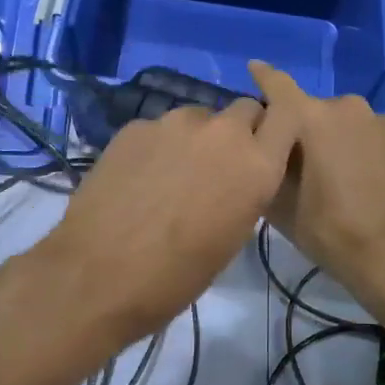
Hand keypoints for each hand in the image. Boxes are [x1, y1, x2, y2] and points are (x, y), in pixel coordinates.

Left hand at [31, 93, 296, 346]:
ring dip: (197, 138)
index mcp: (256, 165)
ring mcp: (175, 123)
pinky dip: (158, 147)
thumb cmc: (176, 276)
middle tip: (218, 165)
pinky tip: (138, 179)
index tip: (269, 141)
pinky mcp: (136, 126)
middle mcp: (223, 133)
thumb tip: (234, 176)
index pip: (288, 114)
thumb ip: (244, 190)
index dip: (280, 124)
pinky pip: (160, 128)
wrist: (96, 275)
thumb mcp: (231, 237)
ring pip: (200, 117)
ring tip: (171, 176)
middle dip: (239, 130)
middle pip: (244, 109)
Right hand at [248, 62, 384, 323]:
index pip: (279, 85)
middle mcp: (348, 108)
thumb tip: (264, 148)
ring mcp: (382, 122)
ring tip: (340, 178)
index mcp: (312, 118)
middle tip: (301, 165)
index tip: (253, 68)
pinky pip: (374, 137)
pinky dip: (365, 151)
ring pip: (348, 124)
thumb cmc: (333, 231)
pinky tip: (367, 182)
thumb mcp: (283, 208)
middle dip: (305, 130)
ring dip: (338, 140)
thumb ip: (267, 167)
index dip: (263, 77)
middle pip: (315, 111)